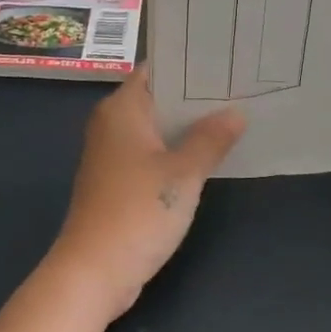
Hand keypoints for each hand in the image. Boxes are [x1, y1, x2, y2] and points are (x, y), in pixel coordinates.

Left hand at [47, 68, 244, 321]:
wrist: (92, 273)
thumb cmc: (137, 211)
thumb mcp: (184, 173)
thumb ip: (211, 139)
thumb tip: (236, 112)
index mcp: (122, 109)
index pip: (157, 69)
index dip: (189, 63)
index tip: (224, 58)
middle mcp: (113, 123)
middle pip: (158, 97)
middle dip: (195, 94)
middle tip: (238, 84)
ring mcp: (113, 153)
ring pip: (156, 126)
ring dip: (188, 124)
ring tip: (232, 112)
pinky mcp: (117, 180)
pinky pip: (152, 151)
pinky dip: (176, 148)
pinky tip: (208, 151)